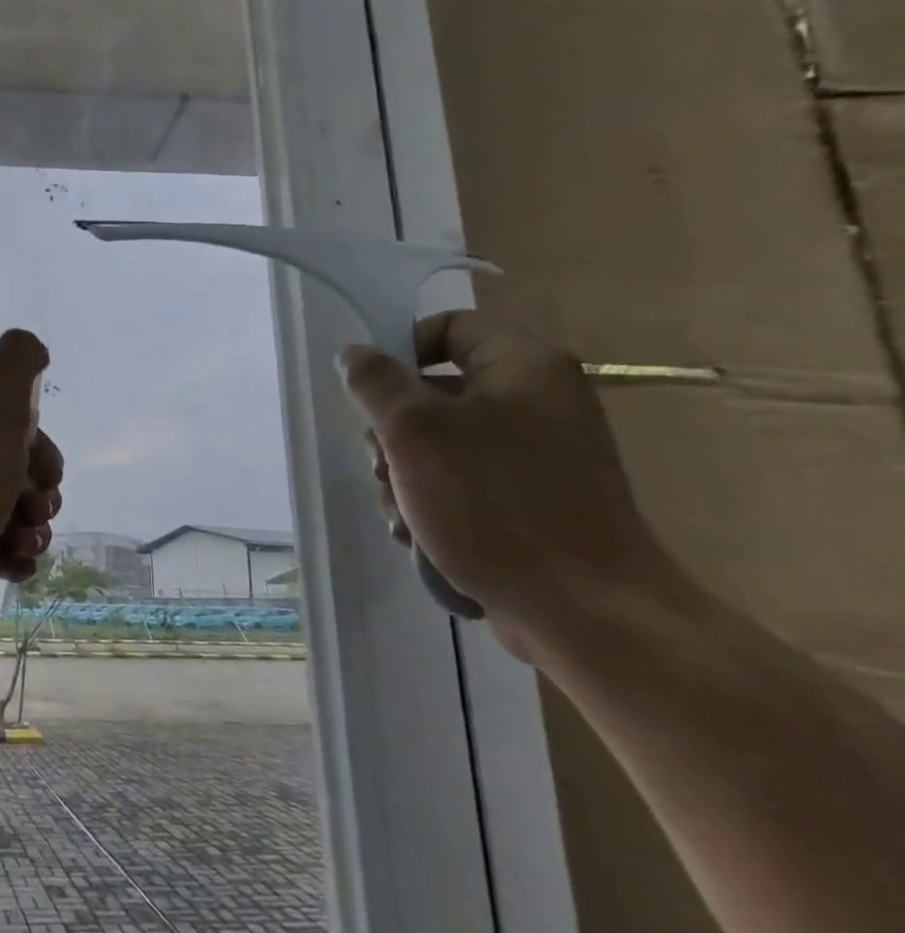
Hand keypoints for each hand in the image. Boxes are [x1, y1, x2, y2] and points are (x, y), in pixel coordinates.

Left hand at [0, 329, 63, 629]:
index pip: (15, 429)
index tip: (48, 473)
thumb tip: (30, 344)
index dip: (43, 451)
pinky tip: (18, 561)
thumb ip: (17, 364)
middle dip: (42, 494)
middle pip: (19, 473)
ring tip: (27, 540)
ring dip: (34, 529)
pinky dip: (15, 556)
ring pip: (13, 514)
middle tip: (38, 509)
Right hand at [339, 311, 668, 650]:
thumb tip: (354, 352)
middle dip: (393, 432)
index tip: (367, 395)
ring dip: (404, 475)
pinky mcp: (534, 498)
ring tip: (400, 513)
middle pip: (436, 391)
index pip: (449, 327)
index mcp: (524, 366)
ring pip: (442, 443)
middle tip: (381, 466)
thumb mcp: (414, 430)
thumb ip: (376, 382)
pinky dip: (434, 501)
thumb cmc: (491, 502)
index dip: (399, 351)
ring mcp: (540, 452)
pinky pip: (466, 480)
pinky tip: (419, 534)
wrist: (579, 605)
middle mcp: (538, 400)